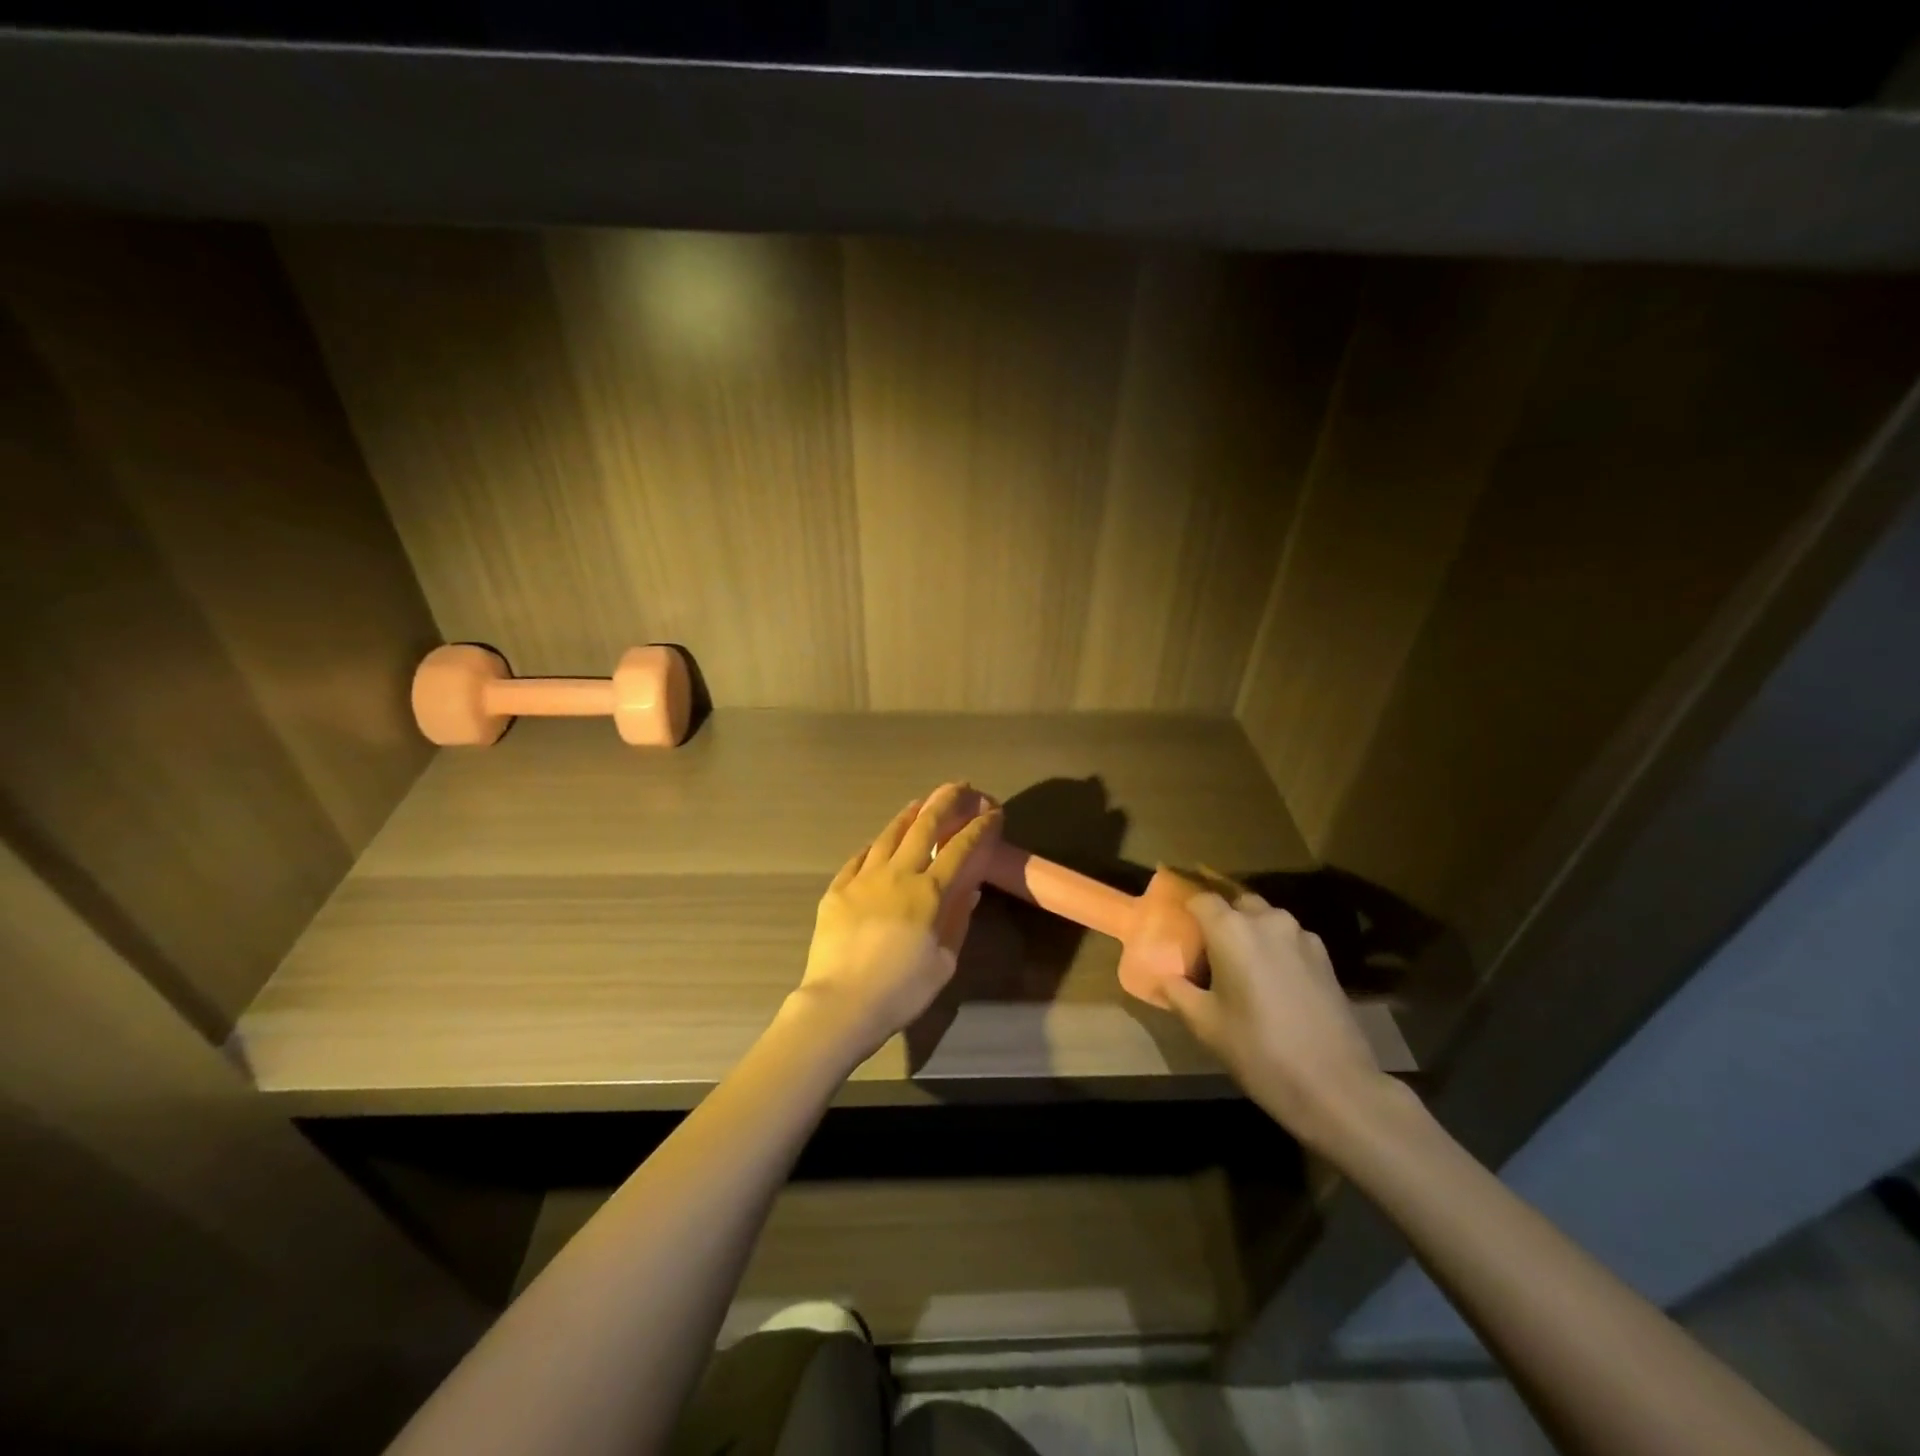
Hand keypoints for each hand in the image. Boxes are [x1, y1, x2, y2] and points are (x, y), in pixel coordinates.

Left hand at [792, 782, 1002, 1060]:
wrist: (841, 1004)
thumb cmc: (901, 990)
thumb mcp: (944, 962)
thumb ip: (957, 921)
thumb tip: (969, 890)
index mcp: (929, 893)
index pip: (960, 849)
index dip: (979, 827)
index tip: (992, 812)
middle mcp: (898, 875)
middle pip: (925, 827)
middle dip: (946, 802)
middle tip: (960, 787)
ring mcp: (864, 878)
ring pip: (890, 835)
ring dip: (910, 815)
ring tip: (921, 803)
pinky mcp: (838, 889)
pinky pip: (859, 857)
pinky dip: (875, 845)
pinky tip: (880, 841)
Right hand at [1162, 877, 1387, 1146]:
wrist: (1336, 1086)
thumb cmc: (1259, 1050)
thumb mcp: (1205, 1024)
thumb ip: (1178, 990)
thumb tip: (1165, 975)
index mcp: (1232, 930)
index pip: (1201, 899)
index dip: (1187, 909)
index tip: (1178, 927)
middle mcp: (1267, 921)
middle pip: (1237, 902)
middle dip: (1221, 918)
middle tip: (1208, 949)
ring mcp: (1301, 937)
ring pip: (1266, 919)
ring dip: (1251, 932)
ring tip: (1241, 966)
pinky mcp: (1325, 958)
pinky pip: (1289, 939)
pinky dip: (1275, 949)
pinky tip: (1272, 981)